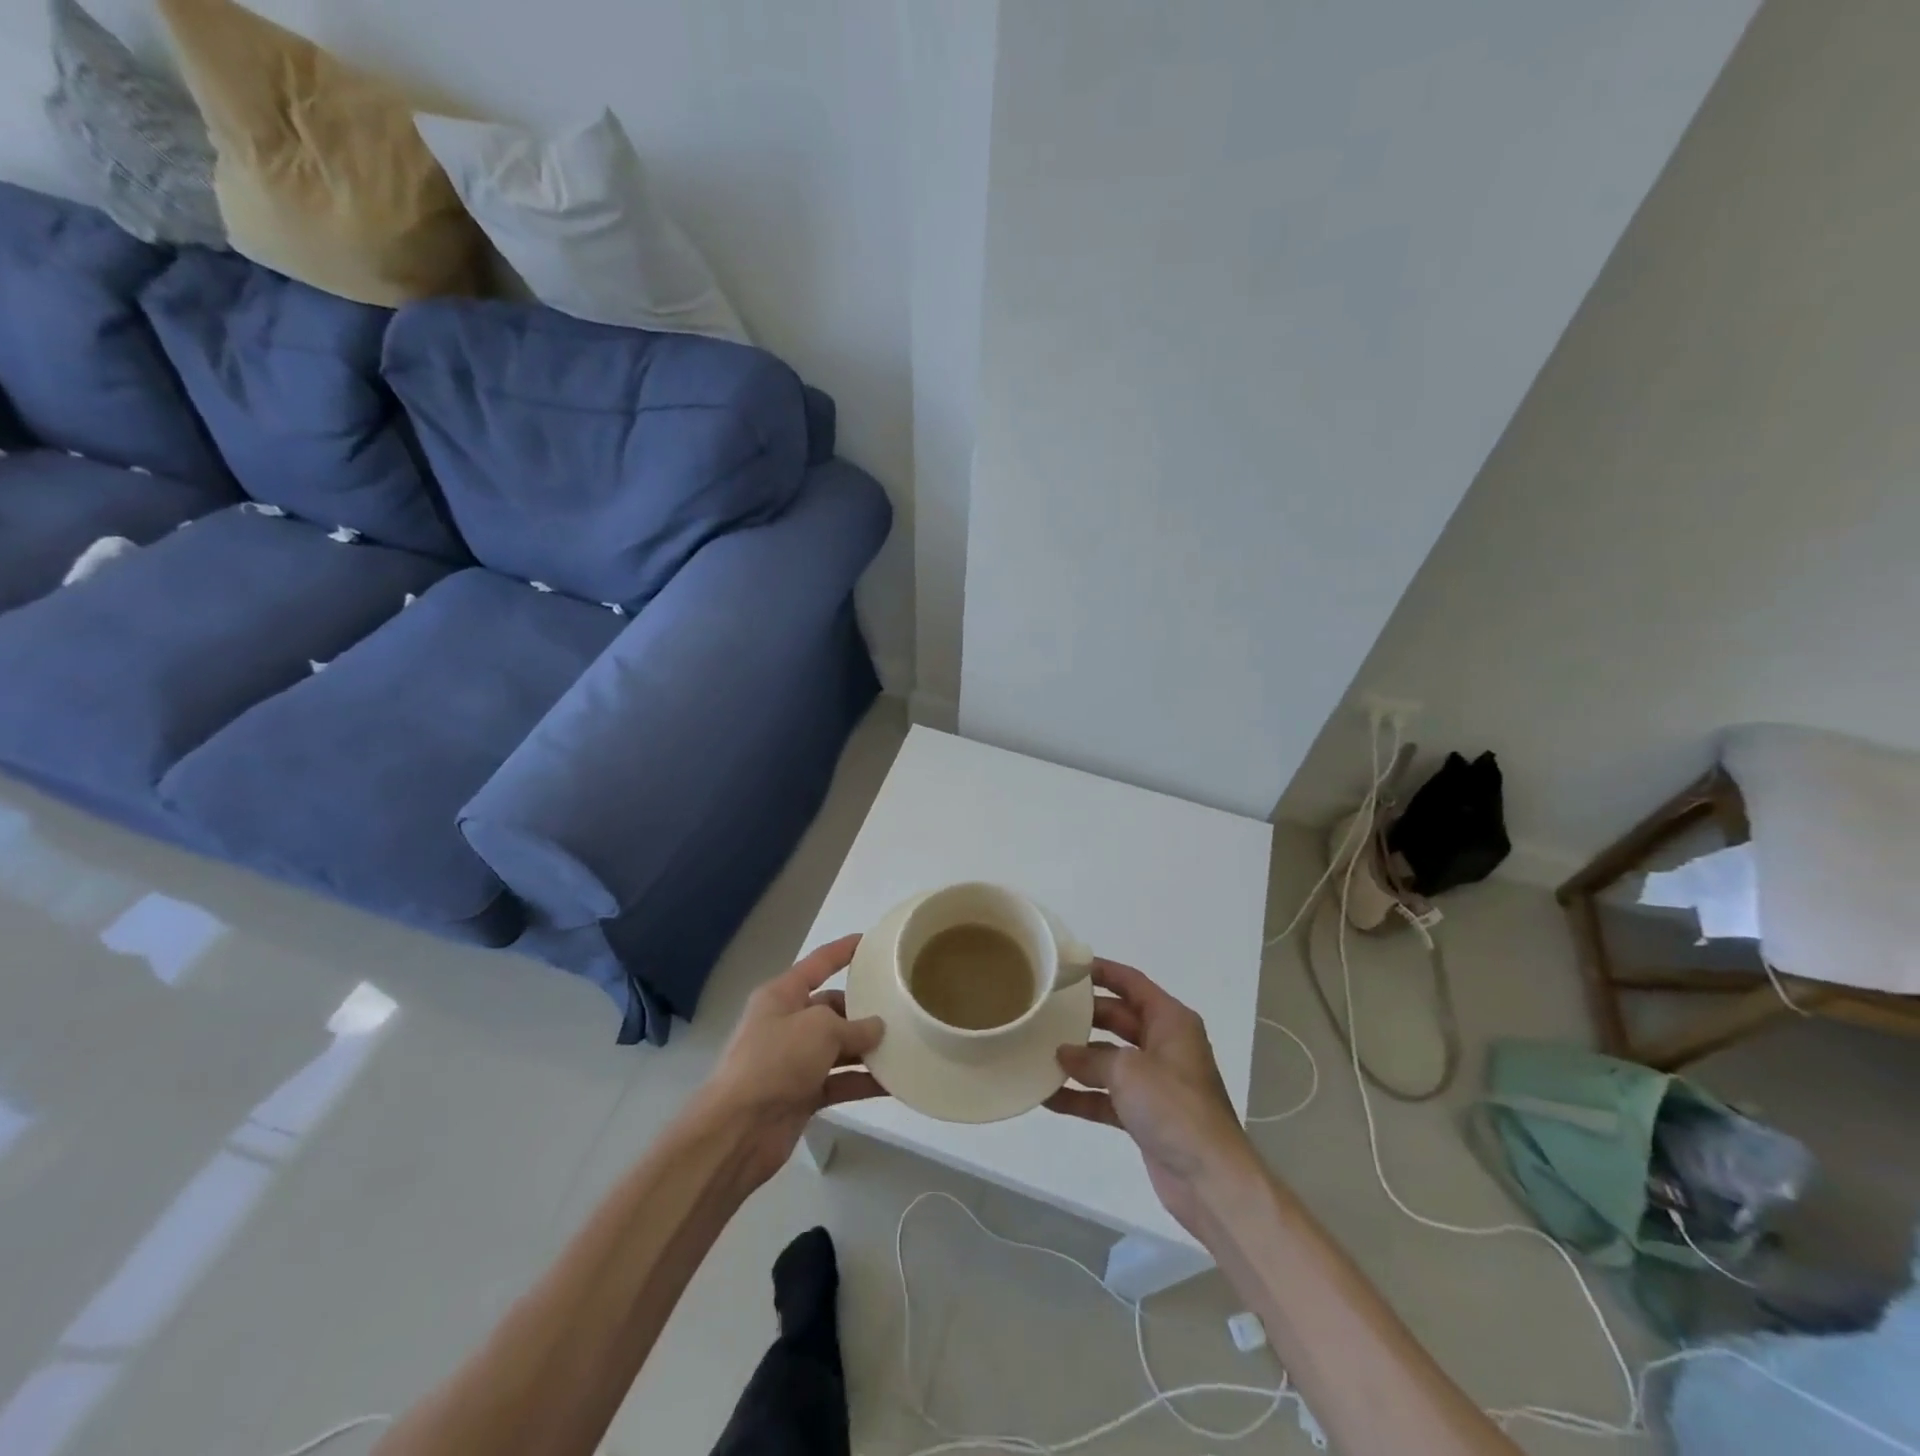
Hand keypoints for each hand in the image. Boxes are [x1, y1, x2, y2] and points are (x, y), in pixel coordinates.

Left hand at [703, 935, 886, 1187]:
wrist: (738, 1130)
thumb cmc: (775, 1061)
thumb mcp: (819, 1029)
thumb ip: (853, 1025)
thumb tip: (875, 1028)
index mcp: (781, 995)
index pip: (818, 964)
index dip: (843, 951)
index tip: (870, 942)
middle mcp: (787, 1024)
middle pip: (831, 1009)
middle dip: (863, 1010)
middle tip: (900, 1008)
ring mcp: (794, 1062)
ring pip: (838, 1048)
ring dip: (867, 1049)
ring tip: (905, 1043)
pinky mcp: (802, 1096)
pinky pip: (840, 1081)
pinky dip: (863, 1081)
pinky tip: (893, 1082)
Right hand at [1046, 959, 1255, 1237]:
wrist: (1210, 1178)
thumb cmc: (1174, 1107)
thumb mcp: (1128, 1070)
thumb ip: (1091, 1057)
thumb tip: (1063, 1053)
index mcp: (1170, 1021)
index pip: (1132, 983)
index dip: (1102, 971)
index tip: (1067, 966)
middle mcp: (1164, 1045)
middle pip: (1118, 1019)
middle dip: (1084, 1016)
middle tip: (1045, 1009)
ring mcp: (1155, 1082)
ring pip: (1109, 1059)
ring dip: (1079, 1058)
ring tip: (1038, 1050)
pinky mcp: (1145, 1115)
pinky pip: (1107, 1096)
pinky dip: (1082, 1096)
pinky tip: (1048, 1096)